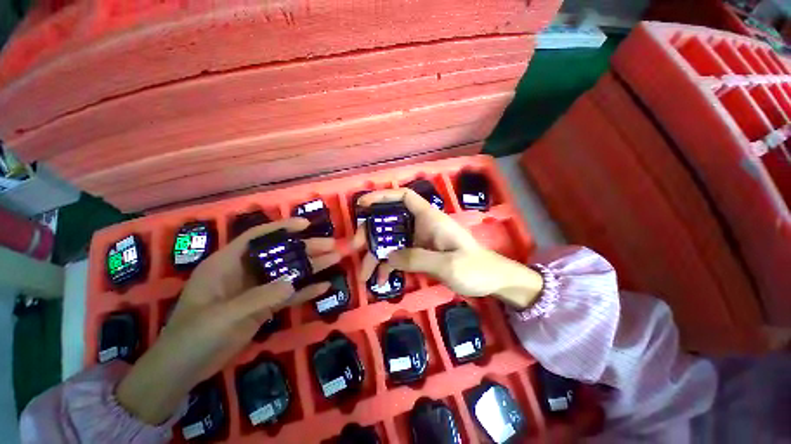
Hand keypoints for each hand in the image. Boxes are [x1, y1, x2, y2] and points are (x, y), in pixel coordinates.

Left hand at [116, 218, 339, 424]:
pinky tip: (324, 287)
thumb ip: (259, 297)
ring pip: (288, 273)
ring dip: (311, 267)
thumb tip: (292, 283)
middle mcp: (244, 272)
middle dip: (305, 248)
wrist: (183, 370)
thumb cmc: (193, 336)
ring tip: (334, 259)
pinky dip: (305, 291)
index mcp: (226, 264)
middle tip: (331, 245)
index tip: (306, 225)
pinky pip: (288, 295)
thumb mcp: (223, 315)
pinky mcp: (263, 307)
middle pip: (279, 254)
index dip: (281, 228)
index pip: (256, 237)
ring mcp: (255, 290)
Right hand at [353, 188, 542, 305]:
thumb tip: (388, 257)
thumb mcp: (447, 264)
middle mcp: (422, 226)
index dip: (383, 196)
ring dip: (377, 256)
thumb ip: (417, 259)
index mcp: (430, 219)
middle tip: (356, 248)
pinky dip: (389, 267)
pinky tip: (382, 281)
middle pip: (391, 222)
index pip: (404, 197)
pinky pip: (400, 256)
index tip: (363, 205)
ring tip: (365, 275)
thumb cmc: (475, 268)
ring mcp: (421, 241)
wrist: (493, 281)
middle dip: (371, 233)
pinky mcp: (422, 254)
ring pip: (393, 242)